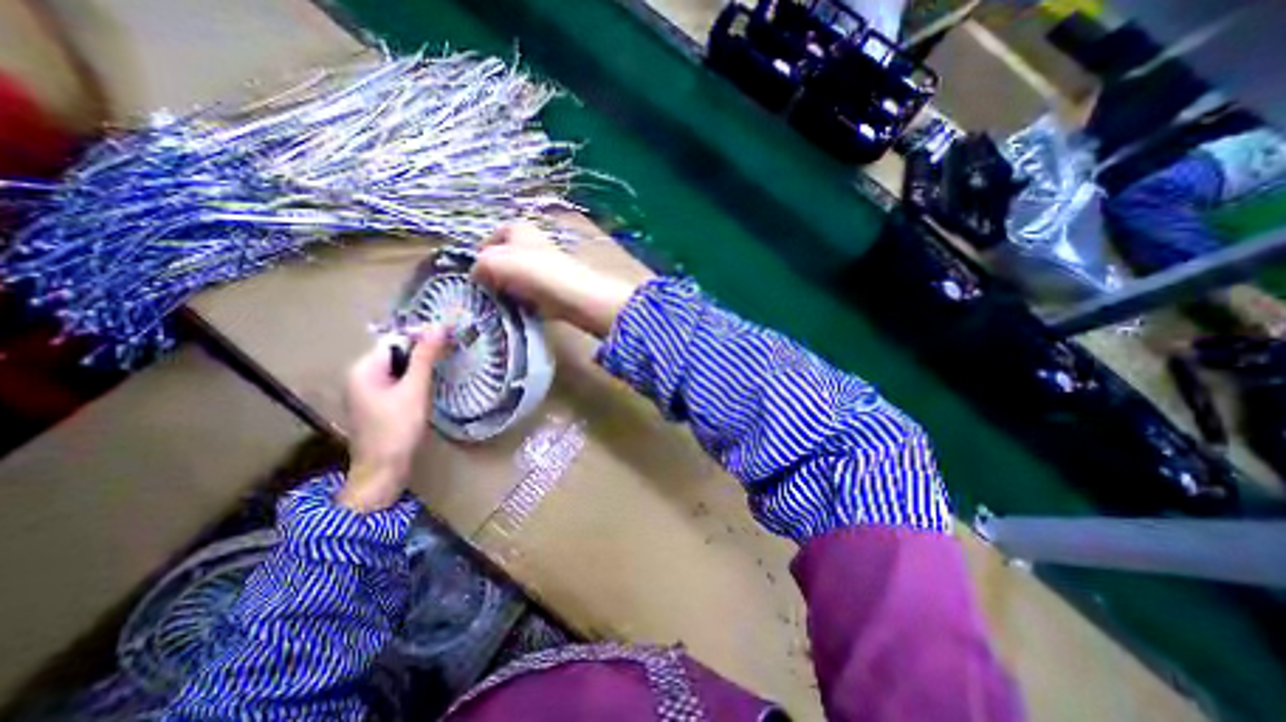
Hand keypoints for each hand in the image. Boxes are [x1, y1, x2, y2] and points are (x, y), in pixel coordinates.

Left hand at [339, 328, 448, 514]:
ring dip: (422, 365)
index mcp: (364, 368)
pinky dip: (416, 378)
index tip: (450, 338)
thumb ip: (425, 356)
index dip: (422, 336)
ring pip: (400, 367)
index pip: (396, 339)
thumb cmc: (398, 428)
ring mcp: (369, 390)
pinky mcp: (379, 402)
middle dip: (424, 351)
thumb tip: (438, 326)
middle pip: (397, 352)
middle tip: (452, 353)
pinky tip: (431, 385)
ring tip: (445, 367)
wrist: (383, 470)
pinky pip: (399, 380)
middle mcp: (362, 375)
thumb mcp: (415, 389)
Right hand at [470, 223, 637, 338]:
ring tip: (502, 302)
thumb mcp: (493, 261)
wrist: (572, 294)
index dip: (481, 252)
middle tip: (486, 291)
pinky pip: (531, 294)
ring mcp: (545, 267)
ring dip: (509, 291)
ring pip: (517, 279)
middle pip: (505, 259)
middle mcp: (533, 244)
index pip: (492, 236)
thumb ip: (479, 265)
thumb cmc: (531, 271)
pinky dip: (524, 302)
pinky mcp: (553, 288)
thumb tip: (477, 275)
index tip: (476, 272)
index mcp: (519, 229)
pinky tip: (520, 309)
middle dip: (495, 275)